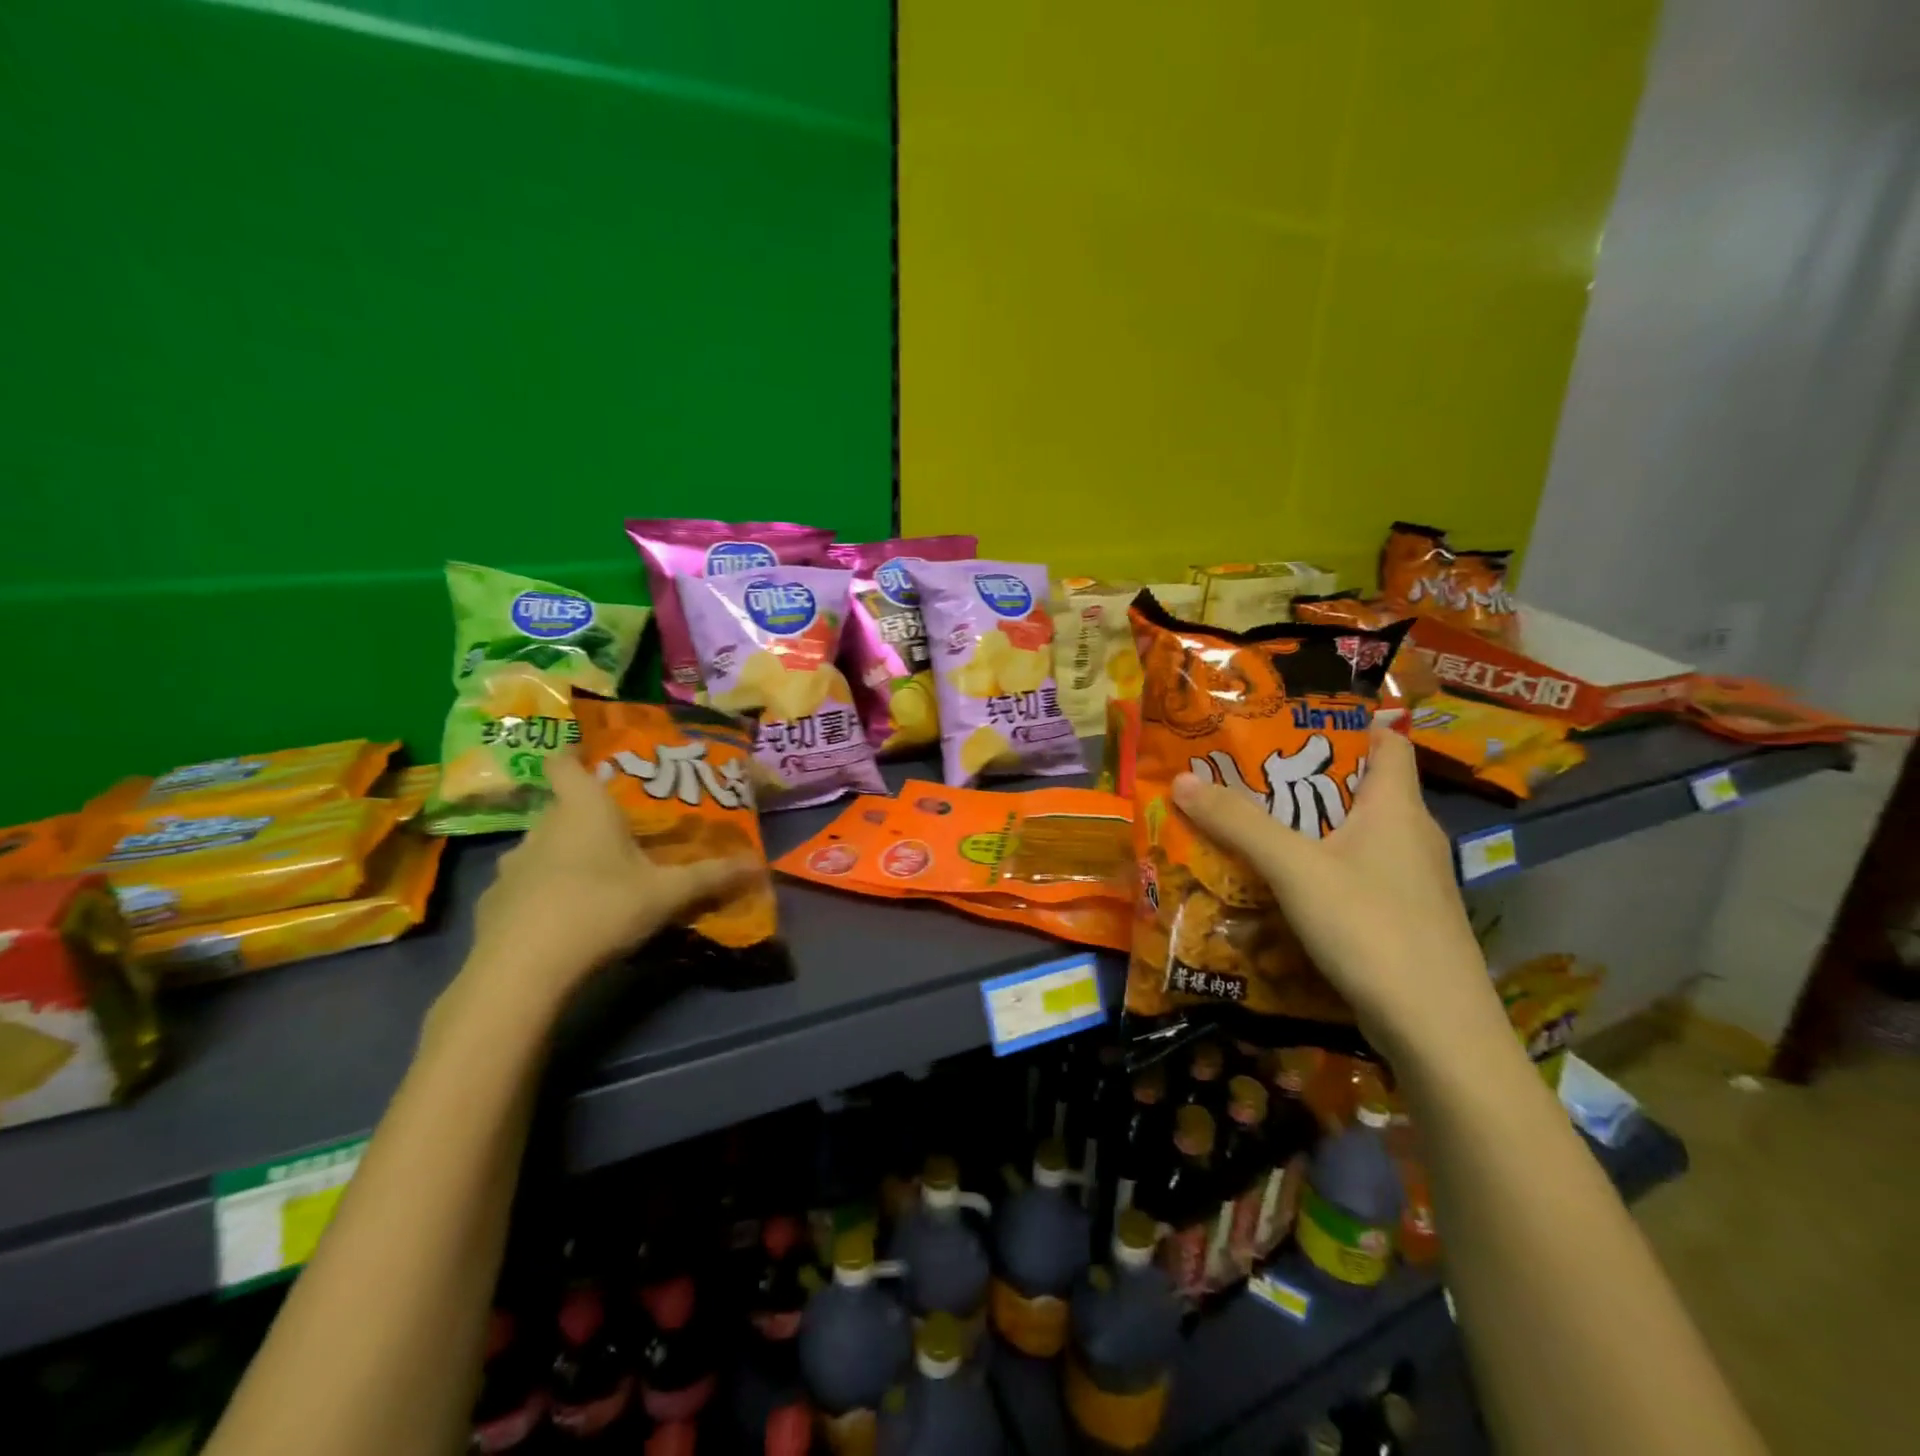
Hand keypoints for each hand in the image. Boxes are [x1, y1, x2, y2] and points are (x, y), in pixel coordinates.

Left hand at [453, 753, 754, 1020]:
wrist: (521, 971)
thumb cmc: (601, 908)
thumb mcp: (667, 894)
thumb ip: (711, 877)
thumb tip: (759, 865)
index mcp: (583, 809)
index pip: (564, 762)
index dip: (575, 756)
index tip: (594, 761)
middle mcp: (542, 827)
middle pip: (561, 807)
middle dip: (588, 816)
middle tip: (622, 833)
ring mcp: (511, 866)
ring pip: (542, 847)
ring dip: (565, 856)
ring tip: (597, 878)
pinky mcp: (494, 904)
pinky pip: (525, 886)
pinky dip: (543, 893)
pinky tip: (564, 918)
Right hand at [1171, 717, 1507, 1067]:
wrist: (1437, 1031)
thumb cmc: (1371, 927)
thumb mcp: (1295, 868)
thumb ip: (1239, 823)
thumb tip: (1182, 779)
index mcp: (1397, 807)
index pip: (1387, 741)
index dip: (1345, 724)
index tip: (1290, 721)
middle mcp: (1410, 836)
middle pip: (1359, 790)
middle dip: (1303, 779)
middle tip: (1246, 774)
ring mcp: (1411, 882)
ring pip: (1353, 838)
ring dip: (1306, 830)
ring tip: (1251, 826)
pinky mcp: (1402, 920)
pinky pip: (1353, 878)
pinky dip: (1318, 872)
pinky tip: (1280, 889)